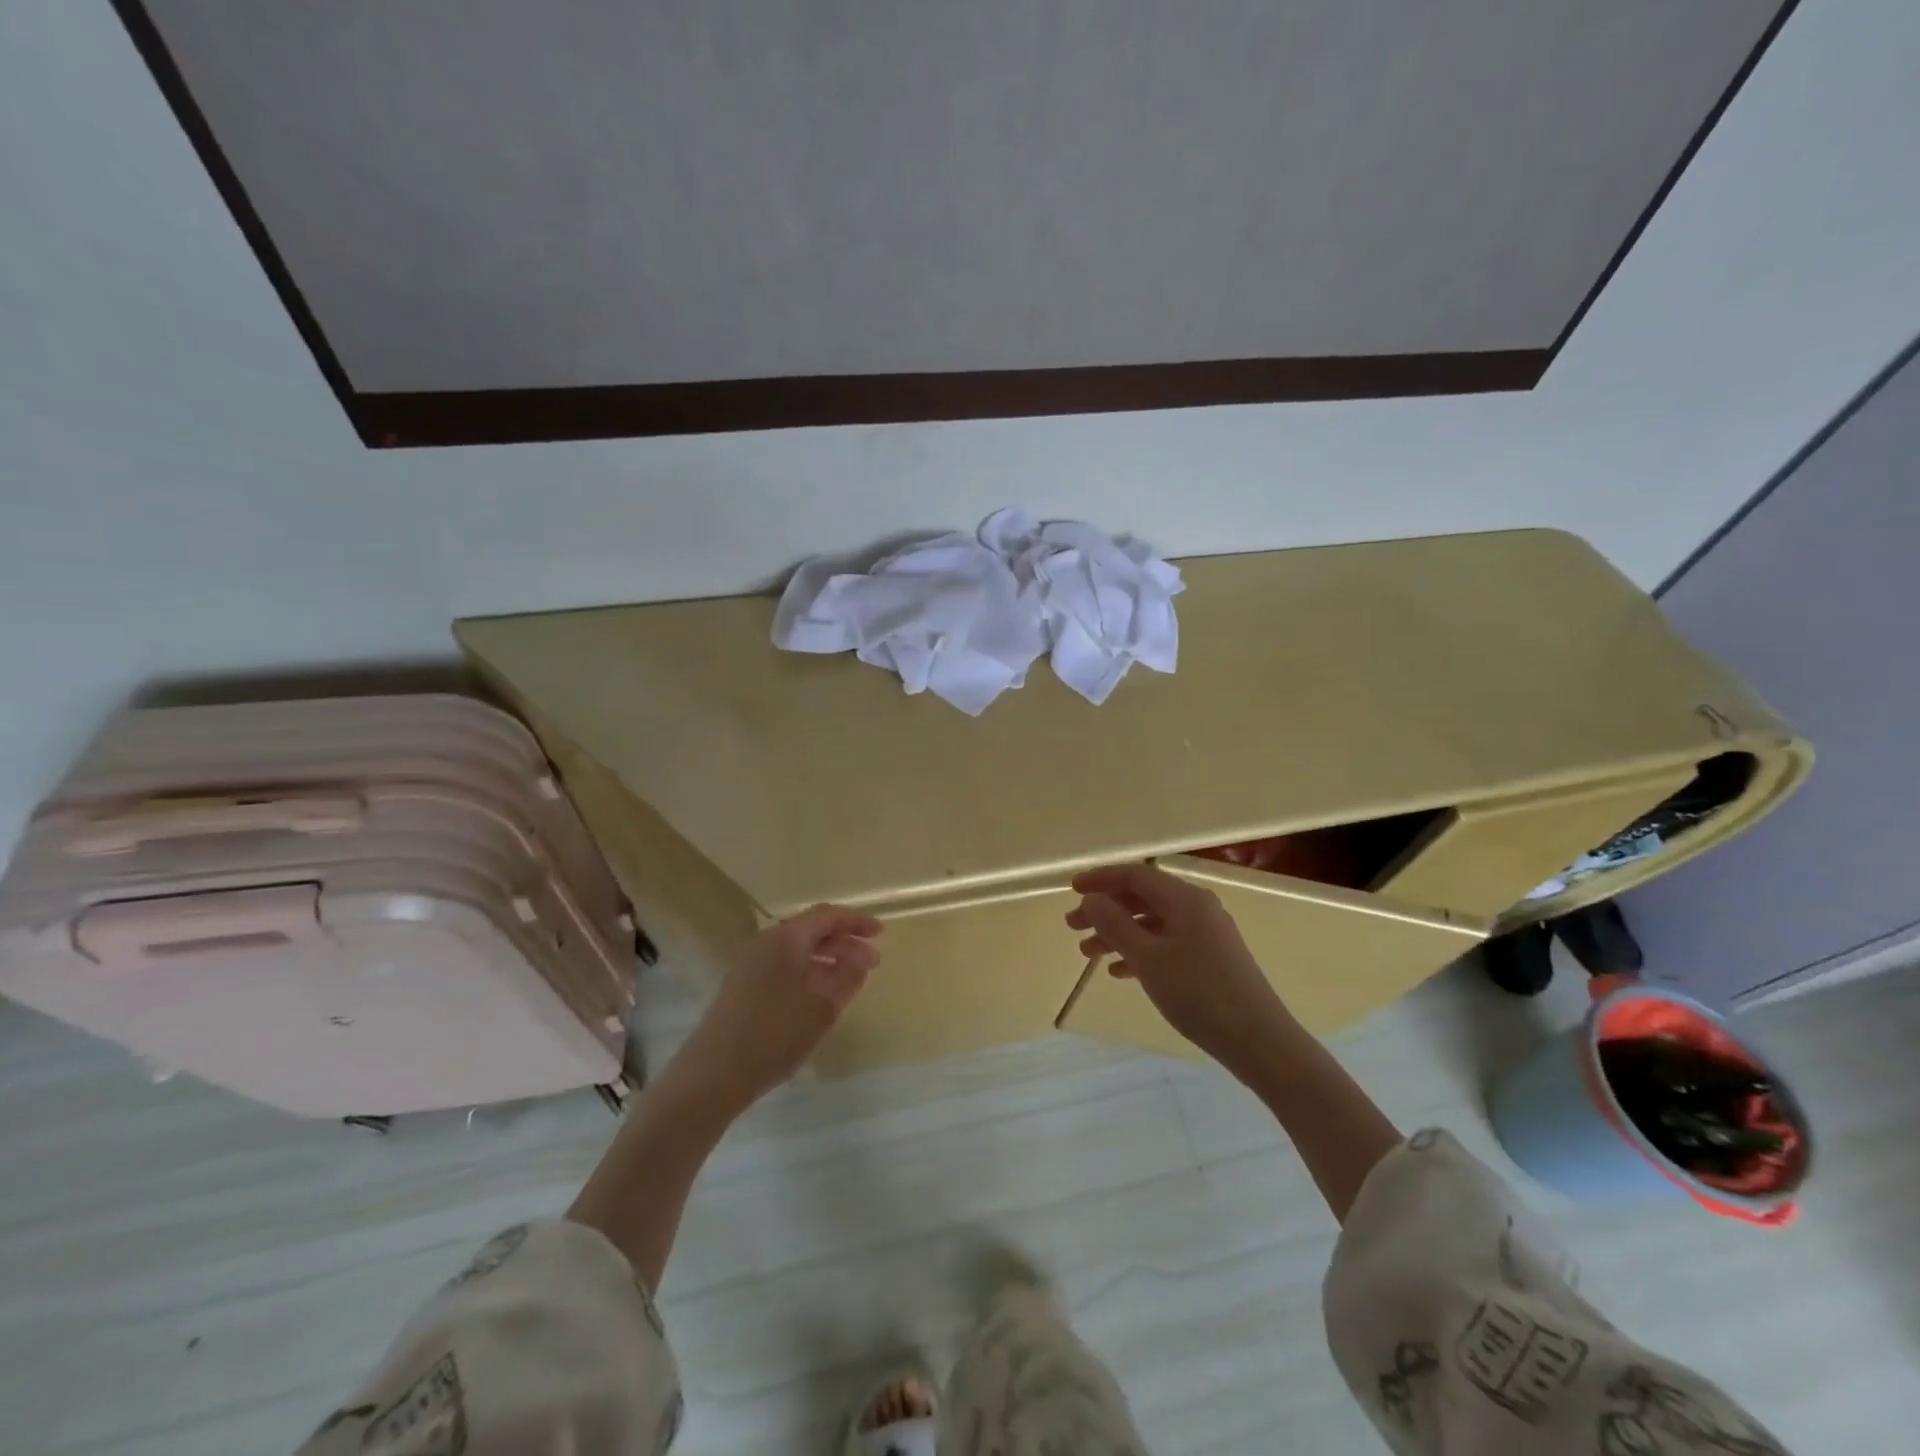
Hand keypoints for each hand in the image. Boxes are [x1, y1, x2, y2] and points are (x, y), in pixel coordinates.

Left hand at [677, 904, 882, 1105]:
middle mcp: (766, 943)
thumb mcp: (824, 1005)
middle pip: (811, 930)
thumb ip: (849, 973)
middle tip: (871, 961)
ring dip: (826, 959)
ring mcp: (750, 964)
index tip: (881, 933)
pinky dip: (808, 972)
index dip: (856, 922)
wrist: (714, 1073)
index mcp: (786, 938)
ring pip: (797, 950)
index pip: (828, 916)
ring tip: (850, 979)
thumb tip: (865, 952)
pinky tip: (819, 996)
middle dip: (844, 942)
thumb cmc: (776, 1033)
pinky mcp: (742, 986)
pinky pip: (784, 966)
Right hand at [1066, 863, 1287, 1067]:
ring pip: (1152, 923)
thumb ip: (1115, 925)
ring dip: (1119, 933)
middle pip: (1142, 898)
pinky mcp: (1211, 959)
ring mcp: (1206, 934)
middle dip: (1105, 910)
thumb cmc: (1199, 993)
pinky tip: (1120, 972)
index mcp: (1185, 899)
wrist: (1259, 1041)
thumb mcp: (1148, 958)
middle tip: (1073, 927)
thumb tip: (1092, 899)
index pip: (1135, 875)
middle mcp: (1197, 908)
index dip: (1101, 879)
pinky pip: (1167, 944)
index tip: (1071, 890)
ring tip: (1089, 954)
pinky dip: (1140, 952)